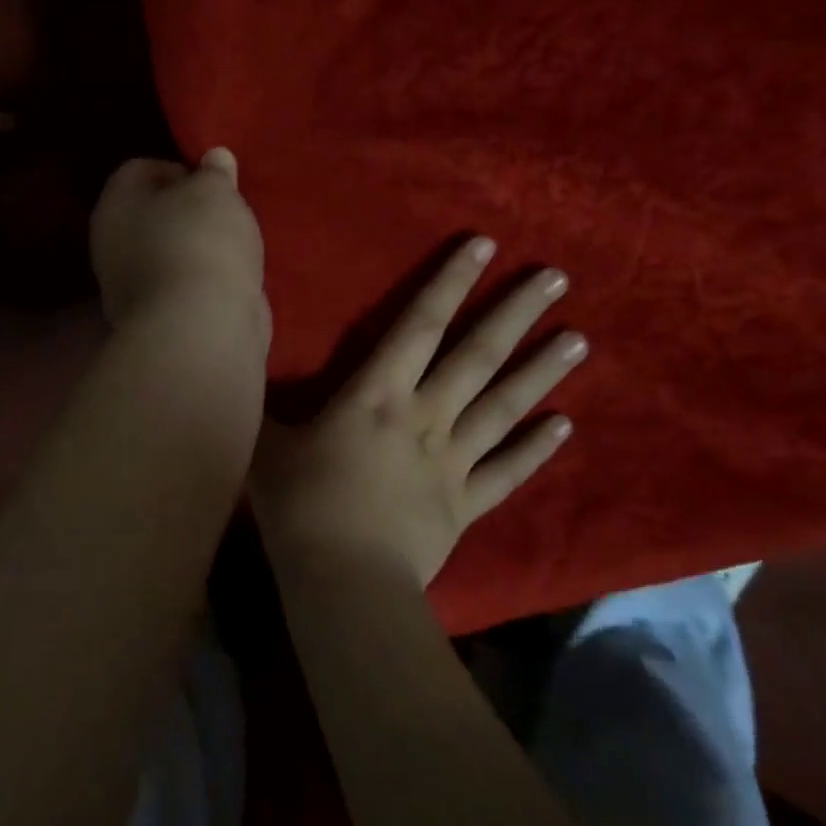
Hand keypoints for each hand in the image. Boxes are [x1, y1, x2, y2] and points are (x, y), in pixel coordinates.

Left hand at [90, 149, 269, 343]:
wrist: (201, 329)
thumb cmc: (200, 242)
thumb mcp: (215, 191)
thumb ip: (214, 172)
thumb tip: (213, 159)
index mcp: (113, 207)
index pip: (137, 170)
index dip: (176, 168)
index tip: (211, 184)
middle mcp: (111, 247)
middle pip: (152, 216)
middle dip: (189, 214)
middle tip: (226, 215)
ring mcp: (131, 291)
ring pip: (168, 256)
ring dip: (198, 251)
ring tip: (236, 250)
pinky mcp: (158, 323)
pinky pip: (183, 289)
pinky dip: (204, 285)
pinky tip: (233, 284)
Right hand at [252, 237, 583, 586]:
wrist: (342, 579)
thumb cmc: (299, 504)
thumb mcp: (267, 442)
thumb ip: (264, 400)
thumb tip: (245, 359)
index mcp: (377, 394)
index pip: (419, 325)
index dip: (449, 282)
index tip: (484, 246)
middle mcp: (425, 416)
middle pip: (476, 355)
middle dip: (514, 313)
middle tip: (556, 278)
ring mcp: (452, 461)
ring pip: (503, 406)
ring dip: (541, 372)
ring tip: (579, 339)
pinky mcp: (466, 504)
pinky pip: (508, 472)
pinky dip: (537, 449)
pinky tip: (565, 425)